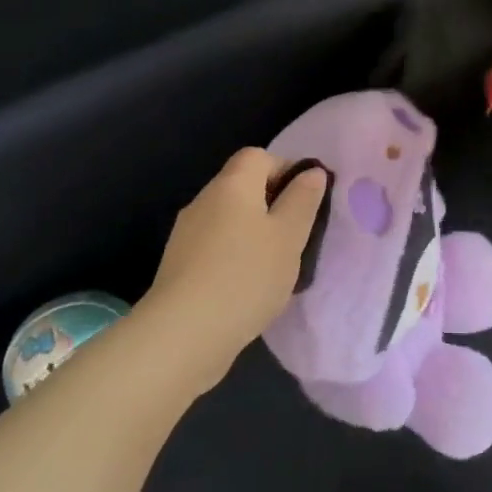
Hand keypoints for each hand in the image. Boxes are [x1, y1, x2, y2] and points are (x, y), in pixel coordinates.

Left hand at [142, 149, 327, 388]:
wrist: (182, 335)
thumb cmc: (246, 276)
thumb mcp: (289, 236)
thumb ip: (303, 200)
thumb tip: (312, 171)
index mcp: (232, 184)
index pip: (258, 156)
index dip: (285, 169)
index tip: (306, 201)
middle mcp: (204, 200)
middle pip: (242, 186)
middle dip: (272, 205)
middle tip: (296, 236)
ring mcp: (186, 234)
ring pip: (229, 219)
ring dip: (253, 234)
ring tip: (275, 267)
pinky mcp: (179, 266)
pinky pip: (215, 247)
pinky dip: (234, 257)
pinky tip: (247, 288)